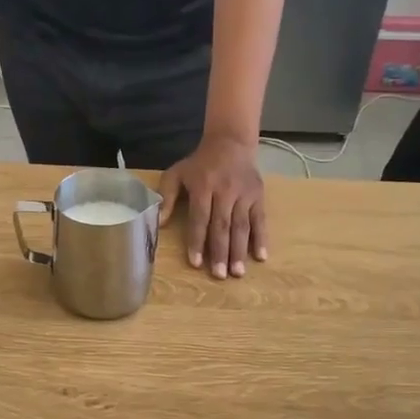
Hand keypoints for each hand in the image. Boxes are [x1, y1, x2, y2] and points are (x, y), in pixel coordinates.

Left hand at [160, 133, 266, 277]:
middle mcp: (225, 192)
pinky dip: (261, 239)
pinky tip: (260, 257)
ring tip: (237, 273)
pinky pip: (260, 220)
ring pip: (241, 226)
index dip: (197, 241)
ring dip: (239, 251)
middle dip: (220, 252)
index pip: (200, 218)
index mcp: (203, 187)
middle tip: (219, 275)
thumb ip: (166, 197)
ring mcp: (244, 195)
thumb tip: (158, 222)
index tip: (196, 263)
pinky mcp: (258, 197)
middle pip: (222, 226)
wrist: (231, 143)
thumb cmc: (199, 164)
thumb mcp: (177, 173)